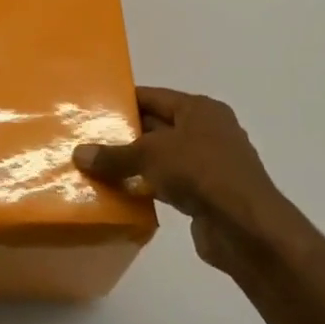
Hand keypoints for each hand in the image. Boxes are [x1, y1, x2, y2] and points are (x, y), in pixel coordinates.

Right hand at [74, 87, 303, 273]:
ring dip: (135, 164)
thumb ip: (113, 155)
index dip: (124, 101)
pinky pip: (170, 183)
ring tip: (98, 167)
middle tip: (88, 139)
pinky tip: (123, 194)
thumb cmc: (200, 172)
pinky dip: (149, 186)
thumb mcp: (149, 155)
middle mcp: (208, 131)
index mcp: (199, 109)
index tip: (93, 108)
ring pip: (163, 157)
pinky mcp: (207, 194)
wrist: (246, 226)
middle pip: (157, 126)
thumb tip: (78, 154)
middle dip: (125, 134)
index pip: (153, 96)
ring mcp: (210, 164)